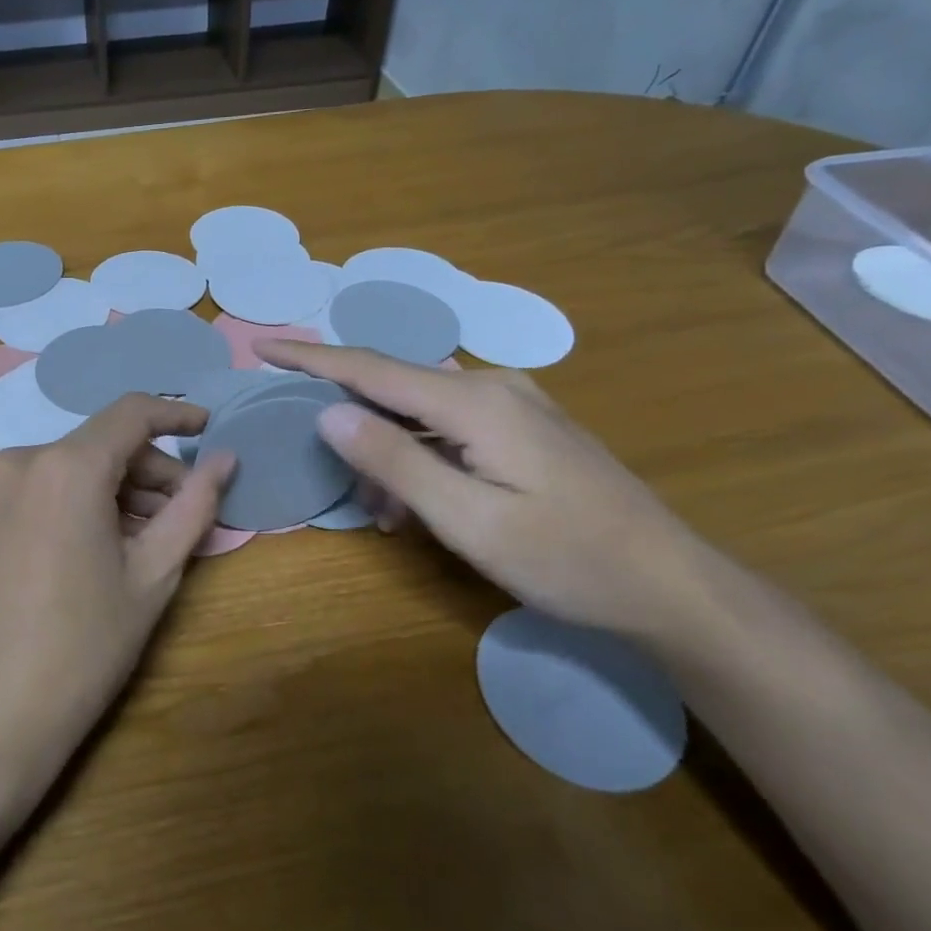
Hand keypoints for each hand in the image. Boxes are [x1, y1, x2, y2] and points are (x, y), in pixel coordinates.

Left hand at [0, 395, 234, 789]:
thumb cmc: (83, 646)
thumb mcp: (153, 575)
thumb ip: (194, 507)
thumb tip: (226, 460)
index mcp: (67, 466)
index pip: (132, 413)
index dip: (177, 414)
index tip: (211, 431)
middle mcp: (25, 459)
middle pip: (105, 442)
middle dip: (153, 469)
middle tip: (189, 514)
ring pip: (78, 465)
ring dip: (122, 488)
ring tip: (156, 537)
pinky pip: (51, 485)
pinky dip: (88, 500)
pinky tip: (111, 543)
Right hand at [259, 340, 711, 639]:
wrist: (670, 585)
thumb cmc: (567, 560)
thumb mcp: (469, 521)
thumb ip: (394, 461)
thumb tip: (328, 412)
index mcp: (475, 403)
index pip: (371, 368)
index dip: (311, 357)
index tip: (261, 346)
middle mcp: (491, 387)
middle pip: (393, 388)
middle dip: (352, 425)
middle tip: (333, 476)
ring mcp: (513, 404)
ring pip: (419, 413)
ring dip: (388, 454)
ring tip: (383, 513)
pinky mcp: (523, 426)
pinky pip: (448, 428)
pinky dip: (420, 458)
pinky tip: (420, 504)